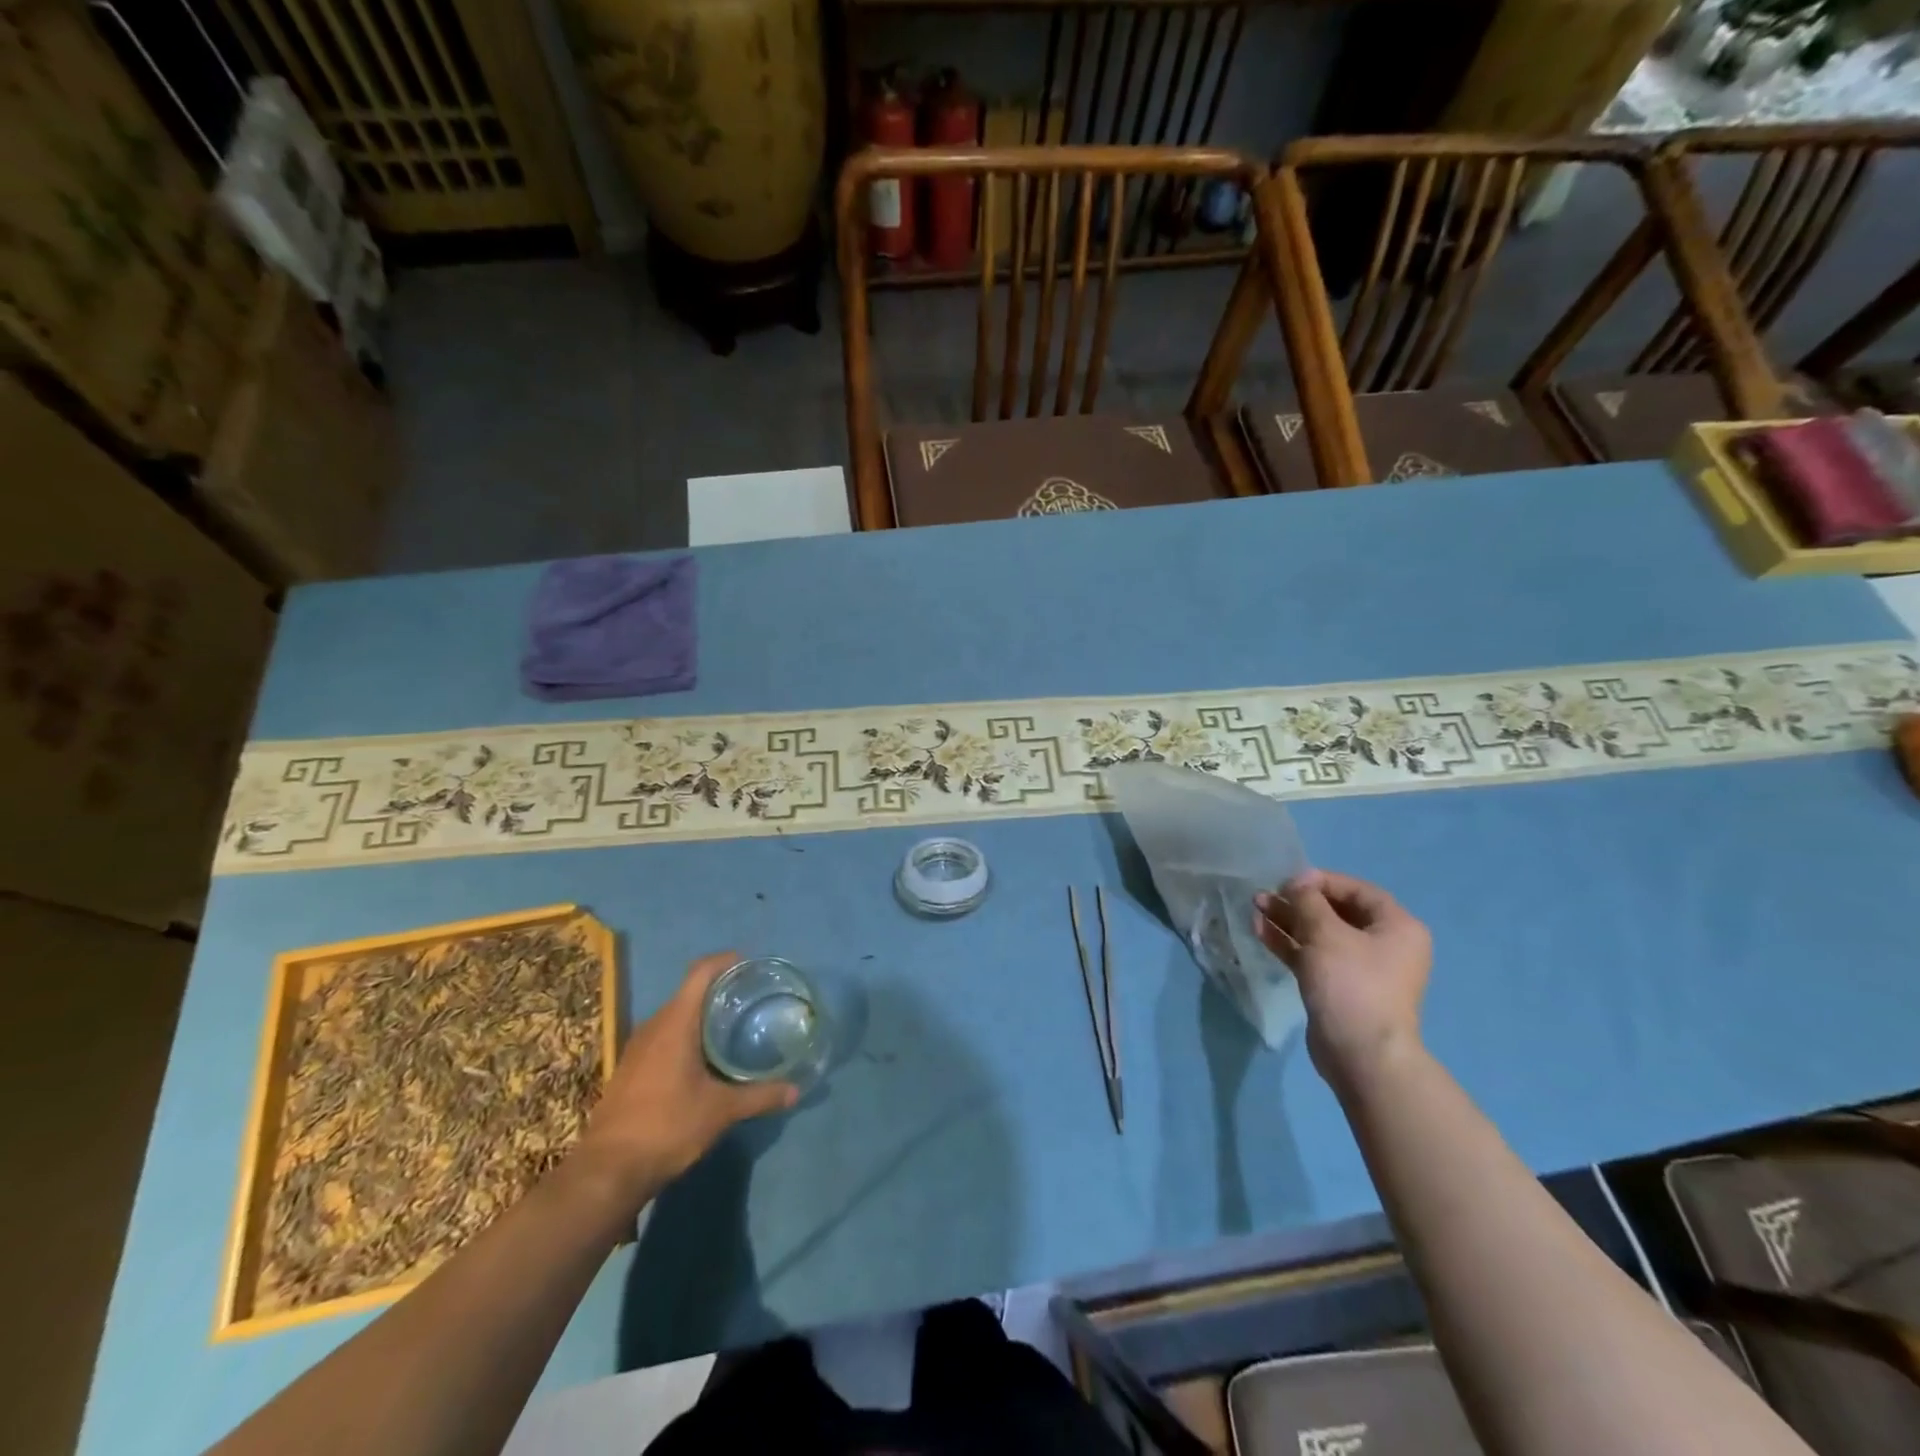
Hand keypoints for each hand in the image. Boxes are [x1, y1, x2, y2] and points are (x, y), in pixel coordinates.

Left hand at [572, 953, 796, 1207]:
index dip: (726, 961)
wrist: (607, 1172)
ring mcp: (638, 1048)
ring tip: (734, 1026)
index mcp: (675, 1023)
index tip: (751, 965)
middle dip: (720, 990)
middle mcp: (654, 1026)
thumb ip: (760, 1096)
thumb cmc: (667, 1127)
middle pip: (689, 992)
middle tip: (752, 998)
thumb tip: (796, 1090)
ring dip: (703, 1014)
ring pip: (676, 1015)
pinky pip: (664, 1036)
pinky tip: (706, 1058)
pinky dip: (688, 1034)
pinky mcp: (631, 1068)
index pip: (700, 972)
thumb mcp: (720, 1111)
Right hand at [1253, 870, 1431, 1095]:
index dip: (1320, 881)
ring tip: (1256, 907)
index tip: (1287, 881)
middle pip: (1336, 912)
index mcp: (1397, 927)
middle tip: (1266, 894)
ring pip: (1320, 934)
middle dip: (1298, 901)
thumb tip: (1297, 882)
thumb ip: (1307, 901)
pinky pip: (1312, 956)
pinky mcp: (1338, 988)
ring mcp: (1361, 969)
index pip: (1356, 890)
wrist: (1361, 1055)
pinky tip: (1260, 930)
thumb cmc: (1351, 984)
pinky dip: (1289, 943)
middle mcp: (1383, 945)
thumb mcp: (1326, 933)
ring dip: (1288, 920)